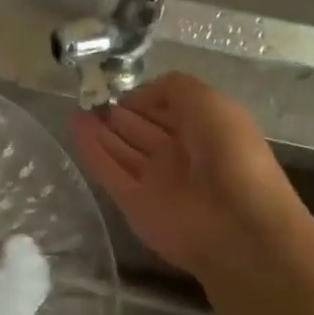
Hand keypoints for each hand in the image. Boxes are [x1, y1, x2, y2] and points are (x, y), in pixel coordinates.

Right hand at [69, 72, 305, 281]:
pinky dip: (91, 150)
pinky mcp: (134, 204)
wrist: (240, 228)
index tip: (116, 86)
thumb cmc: (230, 154)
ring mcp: (156, 181)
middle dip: (117, 113)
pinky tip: (73, 127)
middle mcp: (179, 155)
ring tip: (74, 108)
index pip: (165, 109)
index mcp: (203, 130)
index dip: (143, 97)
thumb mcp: (209, 101)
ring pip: (121, 149)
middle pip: (141, 129)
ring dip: (99, 129)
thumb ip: (173, 88)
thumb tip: (138, 95)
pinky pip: (109, 171)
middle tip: (88, 96)